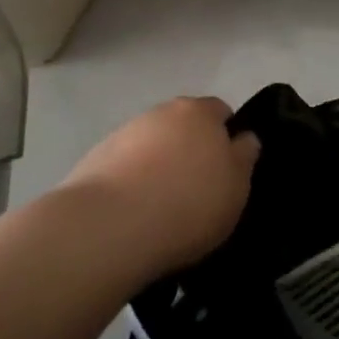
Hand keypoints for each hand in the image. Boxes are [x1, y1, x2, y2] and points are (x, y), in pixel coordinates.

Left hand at [63, 97, 259, 274]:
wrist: (109, 227)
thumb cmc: (188, 203)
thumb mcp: (237, 186)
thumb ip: (244, 157)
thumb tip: (243, 138)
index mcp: (199, 112)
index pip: (220, 111)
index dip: (226, 137)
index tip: (226, 169)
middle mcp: (160, 113)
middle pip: (183, 126)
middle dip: (190, 149)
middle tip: (197, 189)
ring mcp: (123, 134)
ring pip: (152, 146)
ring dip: (158, 166)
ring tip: (162, 208)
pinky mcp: (93, 160)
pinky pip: (124, 168)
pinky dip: (131, 183)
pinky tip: (134, 215)